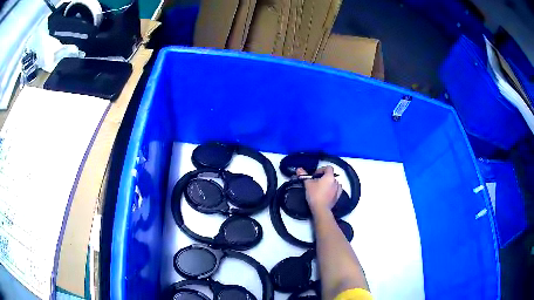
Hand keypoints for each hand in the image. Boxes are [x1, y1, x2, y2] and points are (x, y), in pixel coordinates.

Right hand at [297, 165, 341, 212]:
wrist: (321, 209)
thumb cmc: (315, 194)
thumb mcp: (308, 184)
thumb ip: (304, 175)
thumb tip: (299, 169)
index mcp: (329, 176)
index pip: (328, 167)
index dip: (321, 169)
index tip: (315, 175)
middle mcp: (335, 181)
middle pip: (330, 175)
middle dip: (324, 177)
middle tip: (316, 182)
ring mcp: (338, 189)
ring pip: (334, 182)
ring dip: (329, 183)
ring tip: (321, 188)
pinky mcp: (338, 196)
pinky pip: (336, 189)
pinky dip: (332, 189)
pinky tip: (327, 192)